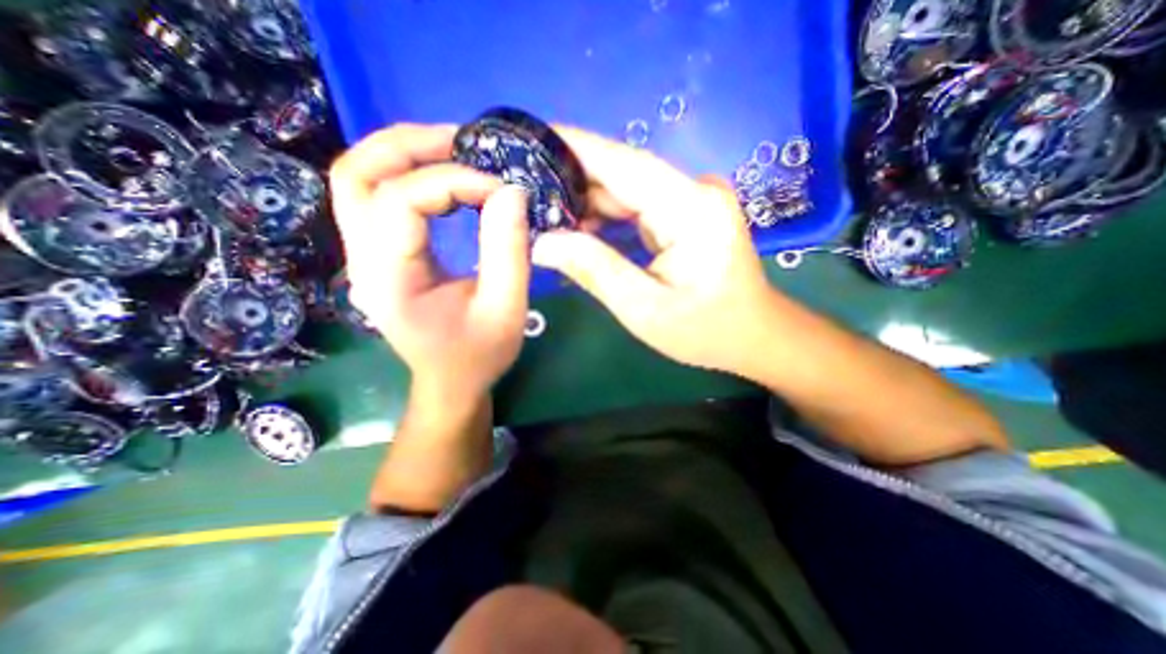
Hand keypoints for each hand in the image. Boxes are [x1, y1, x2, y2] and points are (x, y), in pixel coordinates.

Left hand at [327, 123, 528, 394]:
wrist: (451, 382)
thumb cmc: (479, 354)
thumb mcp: (506, 309)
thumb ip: (509, 252)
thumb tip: (511, 192)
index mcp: (389, 279)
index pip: (402, 200)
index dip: (453, 182)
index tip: (500, 190)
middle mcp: (362, 261)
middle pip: (356, 174)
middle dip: (409, 146)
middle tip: (463, 143)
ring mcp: (364, 257)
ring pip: (358, 179)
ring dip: (403, 154)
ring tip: (454, 151)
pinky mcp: (378, 255)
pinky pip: (377, 198)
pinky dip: (407, 175)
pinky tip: (445, 181)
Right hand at [532, 126, 787, 377]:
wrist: (754, 336)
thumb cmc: (706, 330)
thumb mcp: (645, 309)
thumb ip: (595, 271)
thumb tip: (543, 243)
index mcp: (691, 208)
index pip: (623, 163)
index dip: (575, 147)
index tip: (531, 139)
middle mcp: (694, 192)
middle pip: (622, 175)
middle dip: (573, 182)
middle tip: (526, 195)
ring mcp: (692, 201)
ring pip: (626, 190)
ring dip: (586, 204)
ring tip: (544, 218)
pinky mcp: (686, 214)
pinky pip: (637, 206)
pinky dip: (606, 218)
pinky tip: (579, 232)